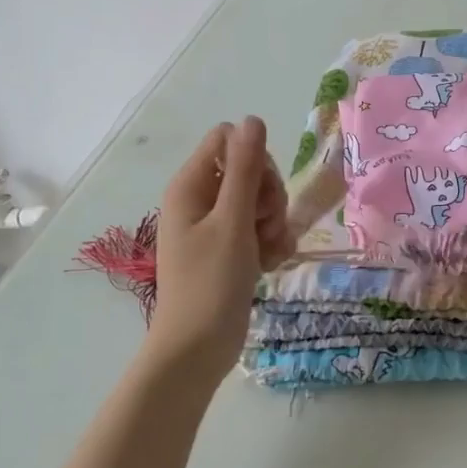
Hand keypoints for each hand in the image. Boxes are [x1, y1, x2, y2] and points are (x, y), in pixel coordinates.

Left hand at [147, 117, 292, 378]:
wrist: (198, 348)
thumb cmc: (211, 283)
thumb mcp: (232, 221)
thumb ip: (246, 169)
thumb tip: (252, 119)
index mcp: (192, 185)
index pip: (230, 140)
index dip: (254, 159)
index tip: (260, 192)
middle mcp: (202, 199)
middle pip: (251, 170)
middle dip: (269, 196)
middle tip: (264, 226)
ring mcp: (217, 226)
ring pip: (262, 201)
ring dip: (275, 223)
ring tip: (266, 251)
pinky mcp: (232, 249)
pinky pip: (262, 229)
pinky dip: (271, 243)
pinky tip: (270, 264)